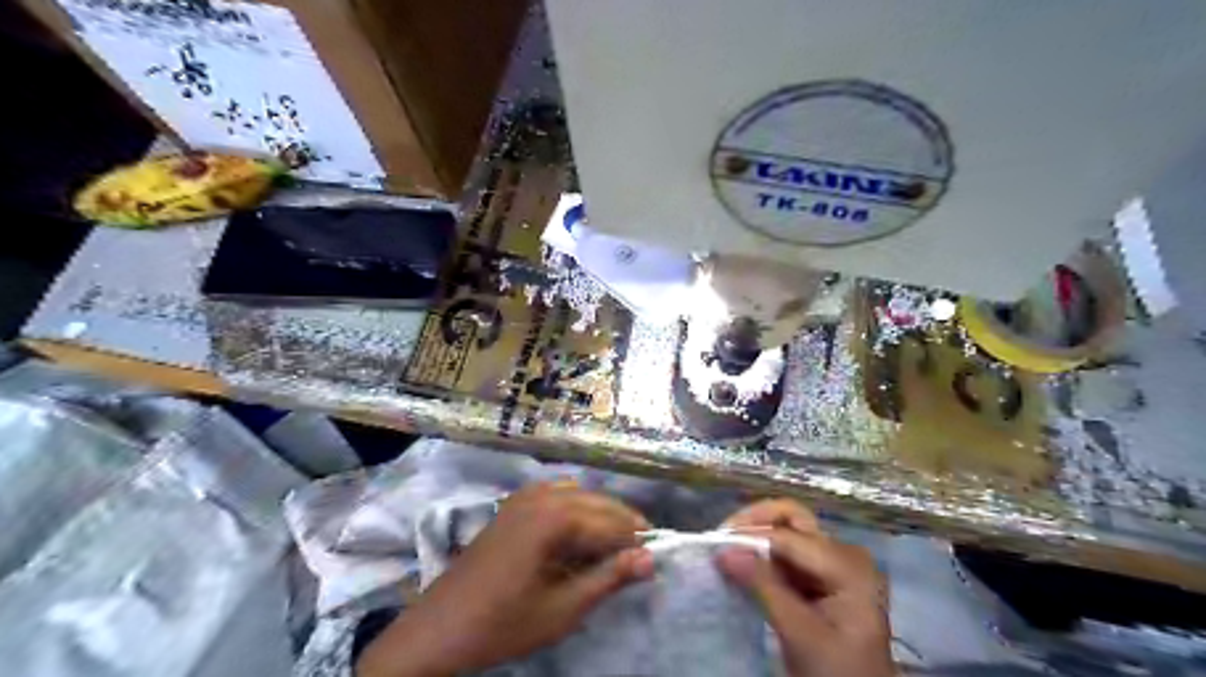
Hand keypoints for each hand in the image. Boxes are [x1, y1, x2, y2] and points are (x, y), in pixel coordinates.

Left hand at [358, 481, 656, 676]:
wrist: (439, 629)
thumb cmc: (503, 623)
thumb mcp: (562, 609)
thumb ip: (608, 579)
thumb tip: (649, 559)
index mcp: (555, 518)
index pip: (611, 523)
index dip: (636, 542)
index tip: (653, 560)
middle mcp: (542, 495)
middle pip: (598, 502)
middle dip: (621, 525)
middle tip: (639, 554)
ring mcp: (523, 496)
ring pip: (579, 494)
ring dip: (599, 514)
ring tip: (610, 545)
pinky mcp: (512, 504)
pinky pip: (555, 493)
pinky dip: (575, 506)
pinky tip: (576, 532)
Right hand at [715, 497, 894, 676]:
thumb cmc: (838, 671)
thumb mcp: (801, 634)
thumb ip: (764, 588)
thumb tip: (724, 551)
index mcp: (848, 565)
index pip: (789, 536)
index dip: (750, 535)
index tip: (715, 544)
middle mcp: (842, 553)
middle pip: (791, 519)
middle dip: (754, 523)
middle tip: (721, 538)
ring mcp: (832, 562)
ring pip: (785, 532)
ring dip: (754, 538)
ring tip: (726, 550)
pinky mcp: (820, 575)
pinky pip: (786, 552)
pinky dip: (761, 555)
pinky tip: (742, 565)